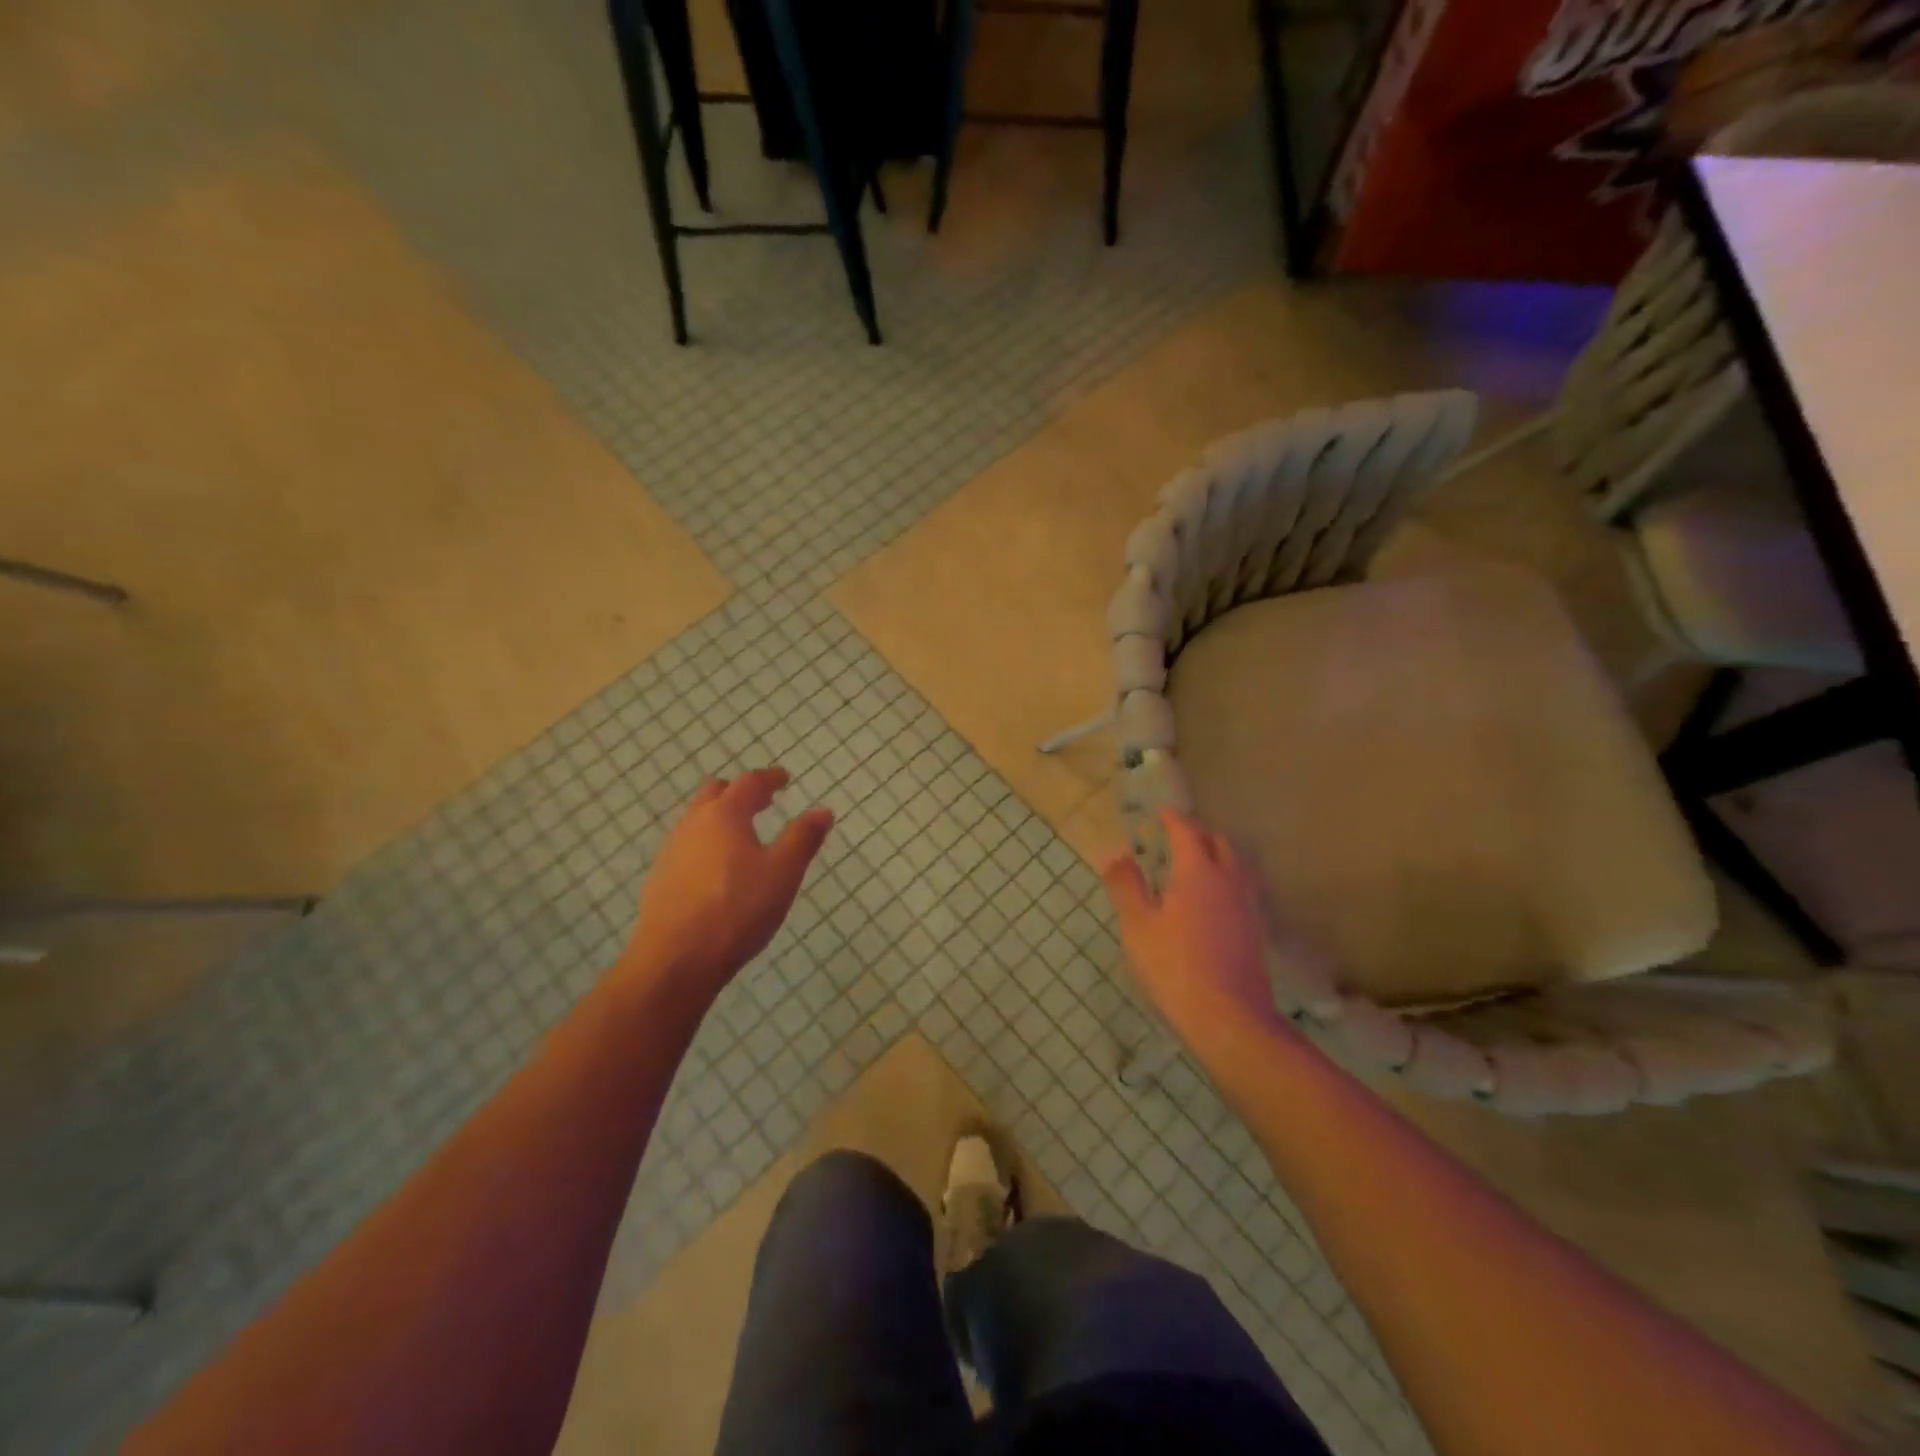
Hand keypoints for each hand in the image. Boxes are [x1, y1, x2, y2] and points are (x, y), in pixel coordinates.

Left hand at [620, 767, 833, 1000]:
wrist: (676, 959)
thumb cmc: (737, 909)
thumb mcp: (783, 873)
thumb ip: (803, 838)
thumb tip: (823, 811)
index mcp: (725, 815)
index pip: (749, 783)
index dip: (769, 778)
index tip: (784, 779)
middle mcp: (693, 824)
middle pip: (715, 794)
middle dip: (739, 793)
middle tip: (762, 802)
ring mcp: (671, 852)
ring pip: (697, 821)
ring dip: (720, 819)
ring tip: (742, 837)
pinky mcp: (660, 880)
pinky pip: (687, 848)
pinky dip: (706, 845)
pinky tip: (718, 871)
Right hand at [1102, 809, 1284, 1043]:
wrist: (1230, 1019)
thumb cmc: (1175, 967)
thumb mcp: (1138, 926)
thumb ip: (1126, 885)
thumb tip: (1115, 853)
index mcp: (1198, 871)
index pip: (1187, 831)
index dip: (1172, 818)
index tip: (1159, 812)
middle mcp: (1229, 879)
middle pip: (1218, 842)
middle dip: (1197, 833)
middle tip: (1174, 837)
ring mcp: (1247, 904)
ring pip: (1236, 864)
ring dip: (1216, 854)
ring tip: (1194, 863)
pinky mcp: (1256, 928)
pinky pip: (1242, 887)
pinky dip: (1226, 878)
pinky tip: (1212, 899)